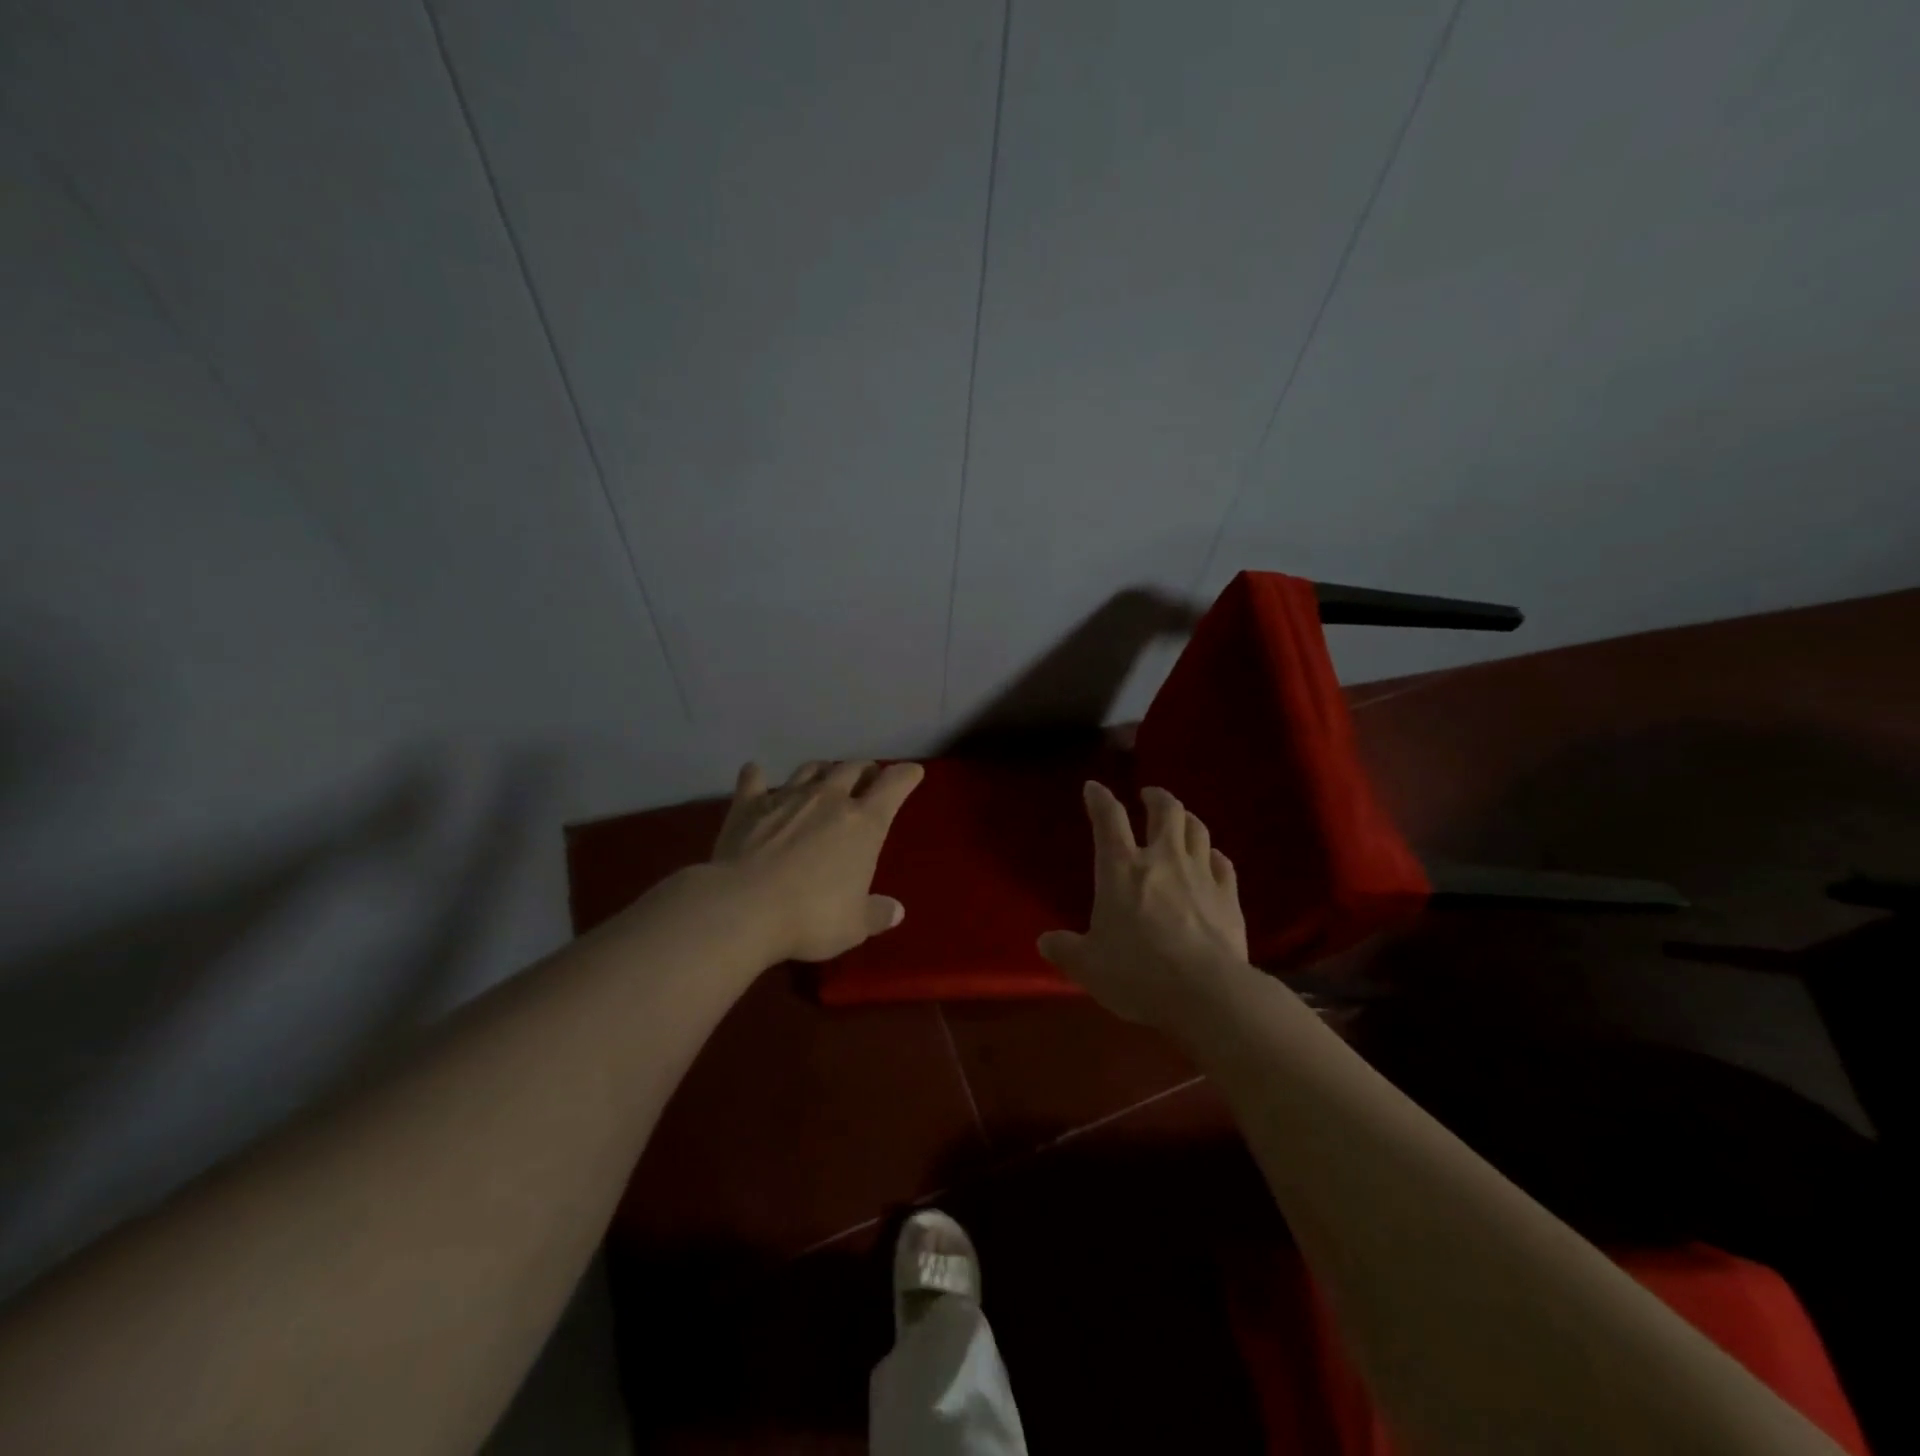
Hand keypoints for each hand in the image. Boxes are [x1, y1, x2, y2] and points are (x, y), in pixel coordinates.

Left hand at [710, 759, 923, 962]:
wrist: (743, 908)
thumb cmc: (811, 917)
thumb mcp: (854, 926)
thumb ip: (876, 914)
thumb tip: (896, 911)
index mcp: (864, 823)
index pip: (894, 784)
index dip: (906, 775)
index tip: (912, 773)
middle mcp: (829, 799)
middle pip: (852, 768)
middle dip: (865, 770)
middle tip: (867, 778)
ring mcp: (786, 797)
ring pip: (811, 769)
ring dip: (823, 770)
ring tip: (825, 777)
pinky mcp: (748, 805)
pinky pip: (754, 780)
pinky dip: (757, 776)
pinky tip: (755, 773)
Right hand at [1037, 782, 1249, 1025]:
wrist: (1206, 993)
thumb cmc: (1137, 974)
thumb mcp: (1088, 966)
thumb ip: (1066, 950)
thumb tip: (1045, 942)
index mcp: (1122, 869)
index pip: (1109, 819)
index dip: (1100, 799)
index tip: (1094, 787)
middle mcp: (1163, 860)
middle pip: (1166, 811)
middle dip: (1156, 797)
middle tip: (1149, 795)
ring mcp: (1201, 875)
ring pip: (1197, 830)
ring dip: (1186, 819)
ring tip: (1180, 820)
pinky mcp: (1229, 897)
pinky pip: (1224, 863)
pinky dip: (1214, 855)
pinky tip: (1213, 859)